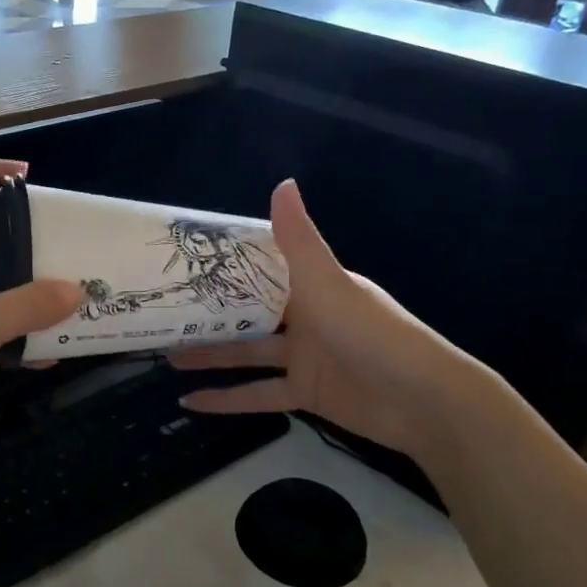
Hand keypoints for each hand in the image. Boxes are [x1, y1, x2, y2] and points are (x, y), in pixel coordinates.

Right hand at [171, 180, 486, 464]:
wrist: (423, 401)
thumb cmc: (372, 333)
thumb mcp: (328, 283)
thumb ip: (299, 240)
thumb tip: (282, 183)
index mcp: (311, 285)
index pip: (261, 270)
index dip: (224, 267)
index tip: (182, 265)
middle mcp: (305, 317)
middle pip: (247, 314)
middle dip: (208, 315)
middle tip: (163, 314)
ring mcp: (304, 358)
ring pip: (246, 354)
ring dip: (209, 356)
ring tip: (165, 355)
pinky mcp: (304, 394)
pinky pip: (258, 395)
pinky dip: (227, 400)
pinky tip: (189, 403)